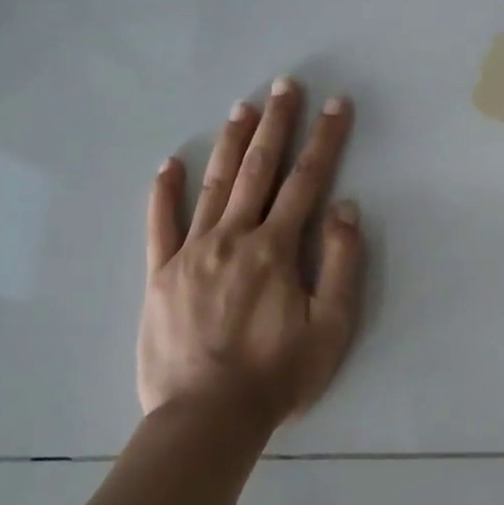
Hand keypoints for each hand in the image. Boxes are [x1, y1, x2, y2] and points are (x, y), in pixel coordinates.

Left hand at [139, 78, 363, 428]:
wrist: (206, 419)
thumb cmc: (278, 375)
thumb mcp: (331, 326)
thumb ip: (339, 263)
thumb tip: (344, 207)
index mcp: (276, 248)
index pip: (307, 180)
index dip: (325, 139)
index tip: (336, 105)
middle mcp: (233, 238)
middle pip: (259, 170)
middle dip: (277, 124)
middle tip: (285, 85)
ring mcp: (191, 253)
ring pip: (214, 185)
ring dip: (231, 144)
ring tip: (243, 108)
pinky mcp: (160, 276)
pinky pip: (160, 225)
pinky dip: (164, 193)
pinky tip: (168, 164)